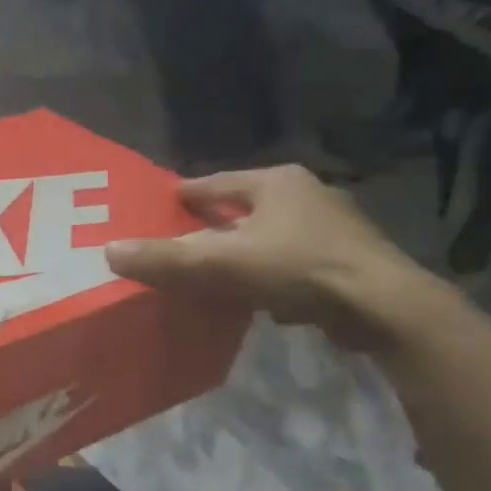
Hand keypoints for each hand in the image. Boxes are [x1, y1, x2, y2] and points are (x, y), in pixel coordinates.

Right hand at [106, 166, 444, 350]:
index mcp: (275, 182)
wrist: (383, 307)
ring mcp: (331, 227)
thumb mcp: (219, 263)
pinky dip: (267, 272)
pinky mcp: (347, 260)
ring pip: (266, 235)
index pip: (212, 184)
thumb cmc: (297, 269)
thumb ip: (164, 258)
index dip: (180, 198)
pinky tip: (254, 296)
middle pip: (240, 209)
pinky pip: (290, 260)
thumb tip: (108, 250)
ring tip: (209, 273)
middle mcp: (306, 194)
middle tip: (175, 245)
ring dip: (239, 251)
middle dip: (209, 227)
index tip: (153, 212)